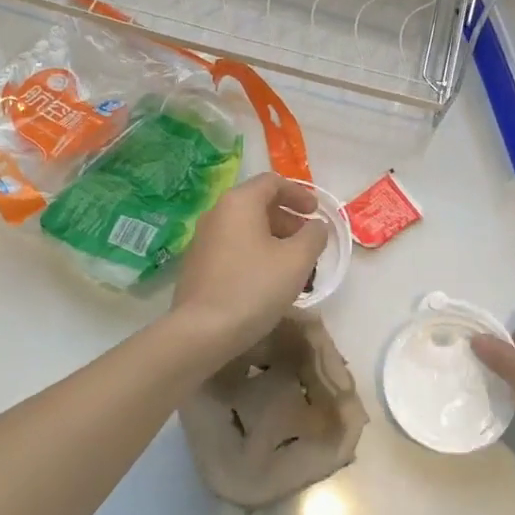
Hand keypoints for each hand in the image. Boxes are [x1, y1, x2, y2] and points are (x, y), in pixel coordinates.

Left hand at [170, 173, 327, 357]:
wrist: (201, 331)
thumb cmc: (254, 287)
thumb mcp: (296, 260)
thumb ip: (313, 236)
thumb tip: (317, 226)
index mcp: (239, 202)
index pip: (272, 182)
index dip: (299, 194)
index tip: (316, 213)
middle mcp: (217, 213)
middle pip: (258, 204)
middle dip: (287, 220)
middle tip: (307, 242)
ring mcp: (203, 239)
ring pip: (245, 228)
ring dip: (273, 239)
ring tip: (292, 266)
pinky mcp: (197, 264)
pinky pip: (233, 247)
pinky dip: (254, 253)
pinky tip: (267, 281)